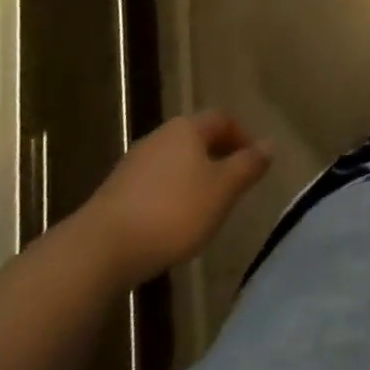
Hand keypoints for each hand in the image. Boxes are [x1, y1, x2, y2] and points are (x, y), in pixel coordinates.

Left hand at [77, 111, 272, 286]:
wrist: (99, 249)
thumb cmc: (172, 212)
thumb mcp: (222, 191)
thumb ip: (248, 166)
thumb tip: (269, 144)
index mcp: (188, 128)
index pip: (223, 119)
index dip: (242, 136)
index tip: (254, 161)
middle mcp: (160, 136)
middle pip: (196, 138)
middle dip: (216, 156)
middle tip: (232, 184)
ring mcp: (134, 163)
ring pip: (173, 161)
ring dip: (191, 177)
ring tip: (203, 207)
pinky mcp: (114, 191)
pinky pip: (152, 184)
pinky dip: (168, 195)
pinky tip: (169, 223)